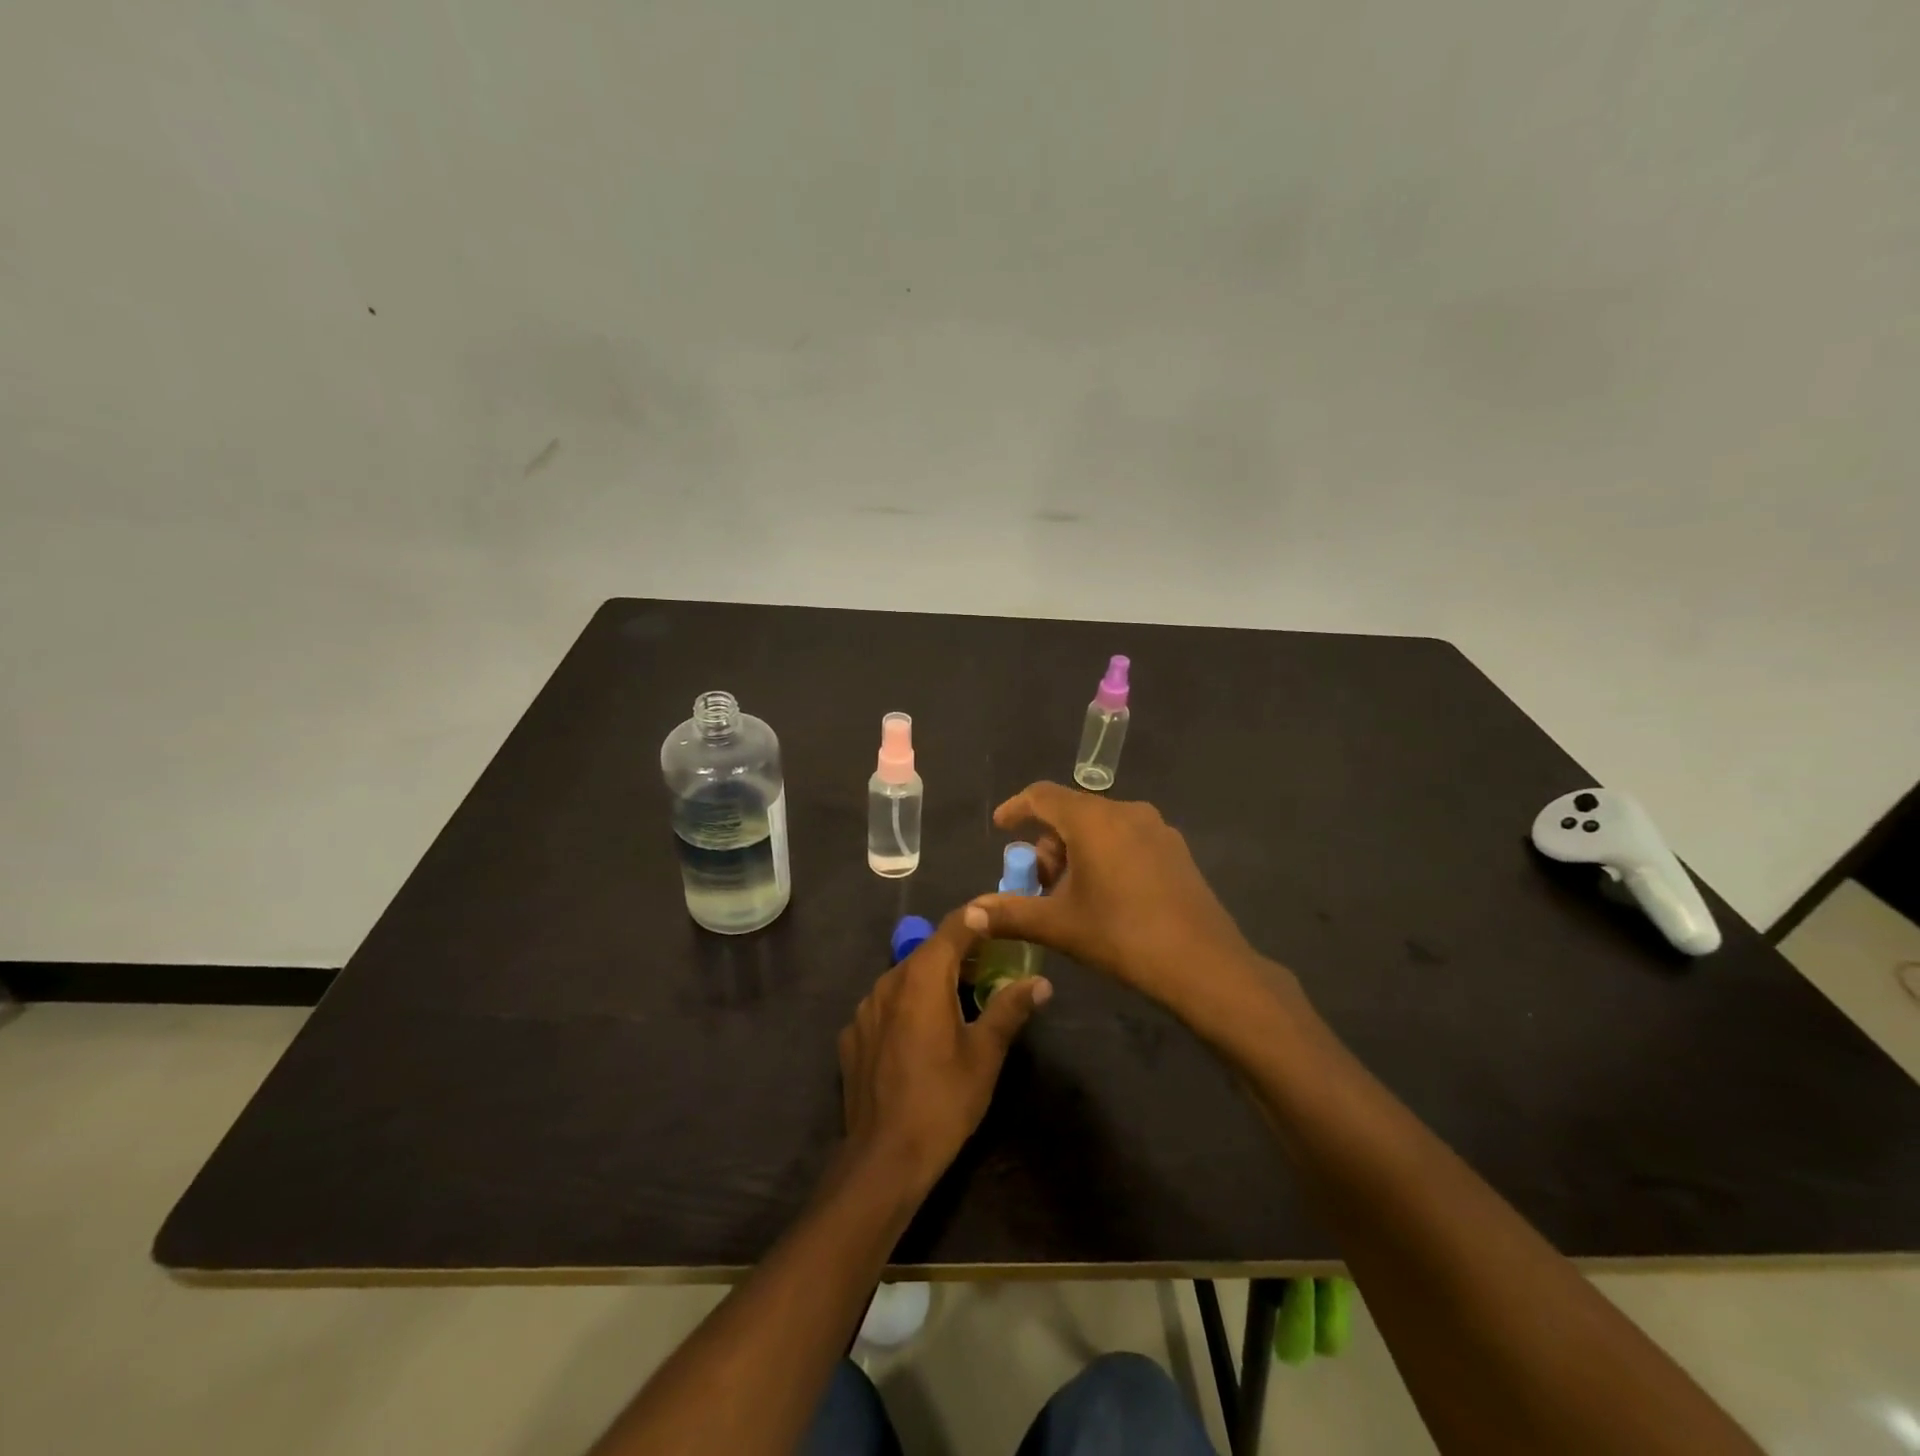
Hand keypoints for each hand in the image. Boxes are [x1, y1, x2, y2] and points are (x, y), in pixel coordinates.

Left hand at [838, 908, 1051, 1197]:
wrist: (884, 1159)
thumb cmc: (943, 1100)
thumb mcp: (985, 1054)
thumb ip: (1010, 1009)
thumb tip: (1041, 982)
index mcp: (922, 977)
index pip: (954, 927)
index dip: (979, 917)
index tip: (1001, 915)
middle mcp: (888, 981)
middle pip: (928, 952)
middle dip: (960, 952)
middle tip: (991, 964)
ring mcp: (864, 1009)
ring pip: (904, 978)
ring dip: (931, 980)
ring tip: (959, 999)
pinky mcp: (852, 1035)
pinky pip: (885, 1007)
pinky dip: (907, 1007)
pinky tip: (921, 1035)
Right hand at [964, 782, 1272, 1020]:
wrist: (1203, 964)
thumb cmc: (1122, 935)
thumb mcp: (1059, 925)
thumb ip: (1010, 914)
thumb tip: (970, 914)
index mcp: (1092, 819)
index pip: (1042, 795)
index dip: (1016, 808)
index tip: (1000, 827)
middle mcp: (1125, 812)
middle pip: (1072, 812)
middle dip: (1048, 843)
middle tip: (1039, 883)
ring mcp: (1156, 828)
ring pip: (1101, 826)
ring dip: (1076, 851)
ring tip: (1071, 895)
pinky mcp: (1176, 850)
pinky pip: (1127, 838)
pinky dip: (1105, 855)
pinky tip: (1108, 895)